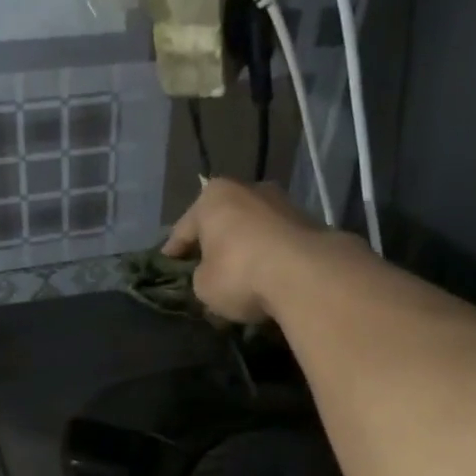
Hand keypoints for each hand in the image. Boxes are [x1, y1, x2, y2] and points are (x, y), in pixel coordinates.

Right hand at [162, 179, 320, 323]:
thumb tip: (211, 276)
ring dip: (244, 250)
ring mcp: (283, 203)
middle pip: (222, 222)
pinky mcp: (309, 224)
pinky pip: (277, 243)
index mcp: (213, 196)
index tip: (165, 265)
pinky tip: (265, 278)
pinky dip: (268, 258)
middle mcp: (248, 189)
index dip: (173, 250)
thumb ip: (200, 276)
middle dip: (214, 244)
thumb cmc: (239, 273)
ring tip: (238, 276)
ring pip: (252, 231)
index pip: (184, 228)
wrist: (305, 275)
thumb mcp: (203, 285)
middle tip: (203, 267)